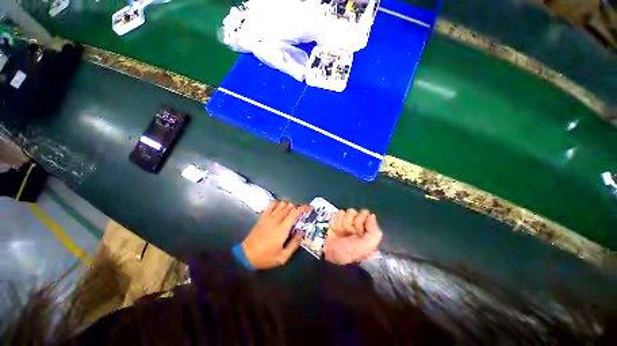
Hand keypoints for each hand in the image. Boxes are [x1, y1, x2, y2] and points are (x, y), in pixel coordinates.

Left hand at [242, 201, 309, 269]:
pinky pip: (271, 204)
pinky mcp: (263, 216)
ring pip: (282, 203)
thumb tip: (302, 232)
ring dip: (289, 206)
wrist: (246, 255)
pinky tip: (280, 209)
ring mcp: (269, 216)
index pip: (295, 212)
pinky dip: (278, 203)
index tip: (310, 208)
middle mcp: (277, 219)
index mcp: (283, 228)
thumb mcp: (283, 257)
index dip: (304, 208)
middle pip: (290, 206)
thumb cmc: (266, 257)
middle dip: (298, 208)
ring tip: (291, 213)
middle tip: (301, 214)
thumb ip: (294, 243)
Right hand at [324, 209, 381, 264]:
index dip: (359, 221)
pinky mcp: (336, 222)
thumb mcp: (366, 247)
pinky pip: (335, 215)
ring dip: (340, 224)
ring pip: (343, 213)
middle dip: (348, 223)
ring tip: (340, 233)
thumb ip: (374, 231)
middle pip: (352, 212)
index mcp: (366, 228)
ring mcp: (345, 222)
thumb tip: (372, 215)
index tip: (358, 231)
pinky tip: (335, 231)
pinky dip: (334, 223)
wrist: (331, 257)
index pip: (364, 213)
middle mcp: (357, 224)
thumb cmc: (350, 252)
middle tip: (348, 233)